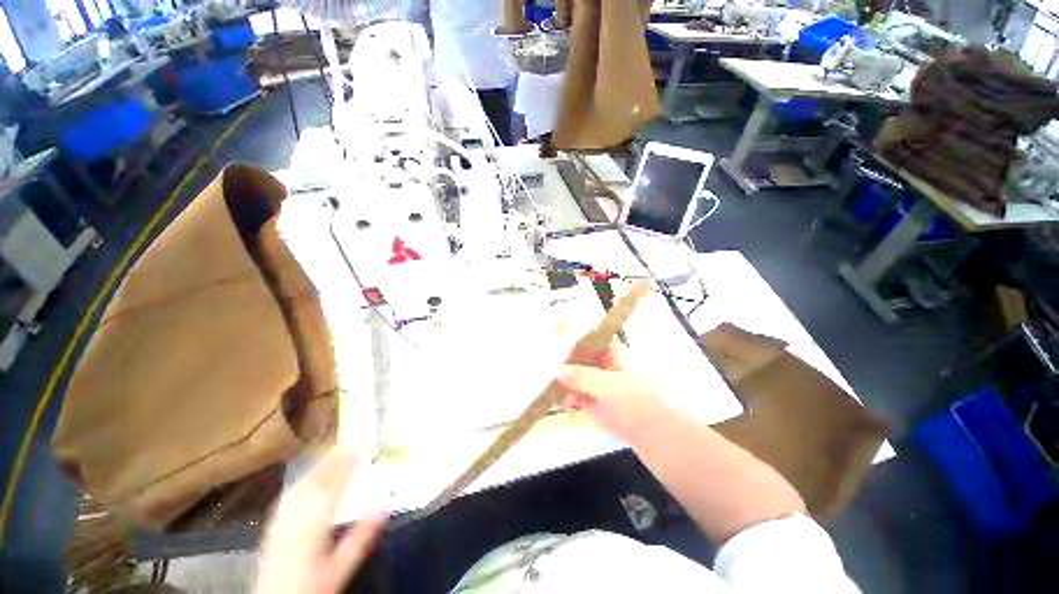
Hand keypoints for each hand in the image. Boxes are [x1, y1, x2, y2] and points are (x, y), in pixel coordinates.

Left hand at [256, 449, 387, 593]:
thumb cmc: (313, 587)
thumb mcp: (341, 567)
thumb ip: (361, 537)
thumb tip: (383, 506)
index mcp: (312, 526)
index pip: (330, 487)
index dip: (345, 465)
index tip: (360, 450)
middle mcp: (293, 520)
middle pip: (312, 483)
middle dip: (331, 462)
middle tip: (349, 448)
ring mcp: (279, 523)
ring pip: (297, 488)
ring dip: (315, 469)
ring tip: (330, 458)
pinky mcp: (271, 530)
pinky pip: (286, 498)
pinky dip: (300, 483)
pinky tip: (304, 482)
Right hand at [557, 342, 668, 443]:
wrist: (653, 433)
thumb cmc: (636, 401)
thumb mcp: (609, 386)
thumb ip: (582, 376)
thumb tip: (557, 369)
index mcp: (610, 351)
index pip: (586, 340)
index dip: (571, 343)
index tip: (555, 351)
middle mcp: (601, 363)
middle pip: (576, 357)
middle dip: (562, 363)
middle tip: (546, 369)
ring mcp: (595, 381)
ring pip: (572, 375)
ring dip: (561, 381)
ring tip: (550, 387)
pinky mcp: (591, 398)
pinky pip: (573, 393)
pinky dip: (566, 396)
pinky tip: (562, 402)